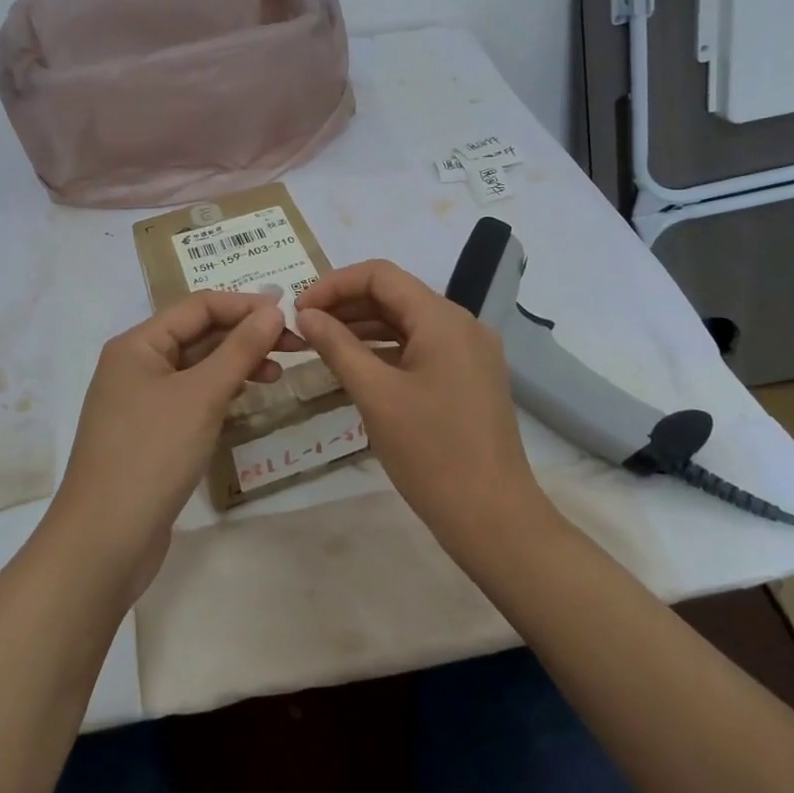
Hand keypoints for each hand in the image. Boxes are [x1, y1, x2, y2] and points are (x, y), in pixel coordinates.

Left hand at [45, 290, 287, 594]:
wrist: (104, 540)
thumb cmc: (152, 455)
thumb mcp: (201, 396)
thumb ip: (239, 349)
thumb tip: (273, 309)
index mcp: (137, 344)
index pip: (198, 306)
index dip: (245, 305)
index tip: (290, 315)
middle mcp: (135, 365)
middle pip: (197, 334)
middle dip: (244, 335)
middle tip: (295, 345)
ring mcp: (140, 401)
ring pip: (196, 367)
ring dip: (236, 364)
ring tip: (277, 375)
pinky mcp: (149, 433)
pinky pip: (191, 397)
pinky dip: (220, 392)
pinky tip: (246, 400)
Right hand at [295, 260, 549, 554]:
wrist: (493, 517)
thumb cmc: (431, 452)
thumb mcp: (375, 395)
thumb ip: (337, 346)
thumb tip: (306, 314)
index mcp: (442, 319)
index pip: (380, 275)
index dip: (334, 284)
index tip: (300, 309)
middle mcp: (461, 324)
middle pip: (395, 295)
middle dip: (346, 305)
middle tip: (304, 327)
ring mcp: (469, 352)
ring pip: (407, 322)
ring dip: (363, 327)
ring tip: (321, 345)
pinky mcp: (469, 377)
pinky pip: (421, 347)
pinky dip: (386, 350)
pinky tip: (356, 367)